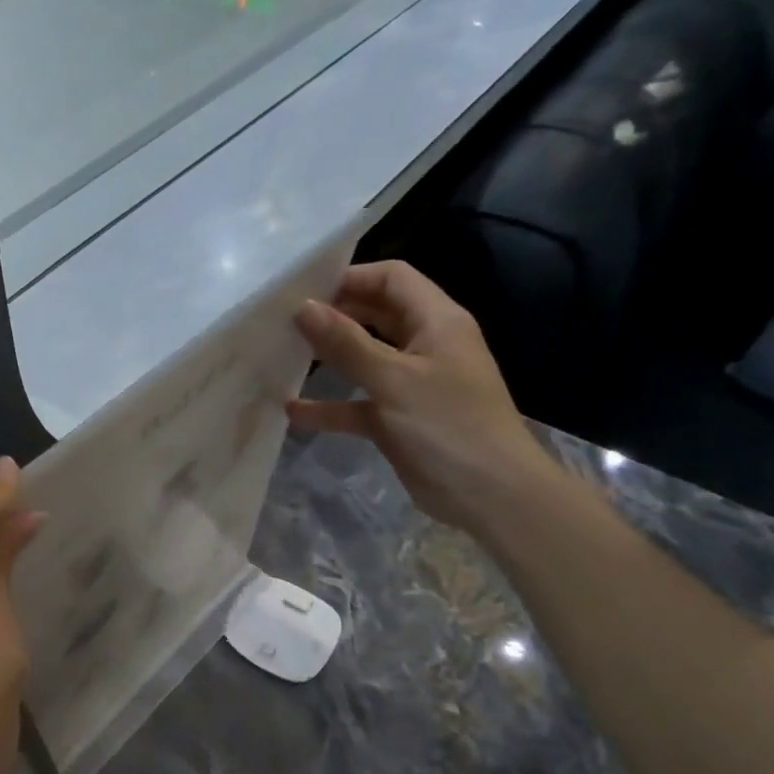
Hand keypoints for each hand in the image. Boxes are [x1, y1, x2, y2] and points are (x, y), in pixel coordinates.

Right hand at [287, 261, 560, 536]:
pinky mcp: (398, 419)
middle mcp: (424, 345)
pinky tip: (292, 411)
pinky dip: (330, 405)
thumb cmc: (448, 426)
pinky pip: (357, 404)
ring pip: (364, 359)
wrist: (490, 497)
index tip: (304, 290)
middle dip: (334, 315)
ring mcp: (410, 384)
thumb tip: (303, 306)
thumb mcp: (393, 379)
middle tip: (285, 321)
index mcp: (436, 322)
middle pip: (375, 315)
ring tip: (283, 355)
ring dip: (328, 358)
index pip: (392, 279)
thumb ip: (346, 342)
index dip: (351, 277)